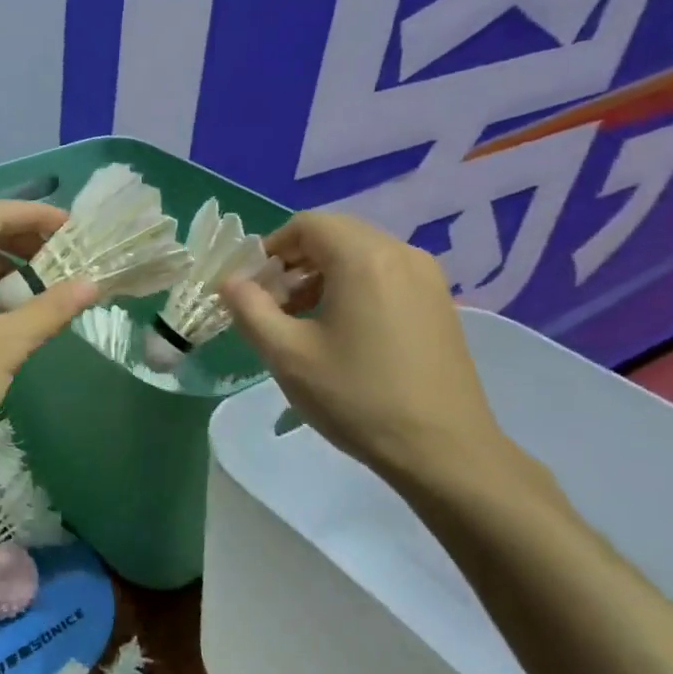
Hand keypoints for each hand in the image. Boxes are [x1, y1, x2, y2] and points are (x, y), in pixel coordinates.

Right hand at [219, 211, 510, 480]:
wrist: (442, 449)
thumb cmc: (357, 397)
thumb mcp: (287, 355)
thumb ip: (249, 309)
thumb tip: (230, 282)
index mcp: (363, 258)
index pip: (307, 224)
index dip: (271, 249)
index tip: (252, 288)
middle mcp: (401, 254)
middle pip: (336, 235)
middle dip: (295, 263)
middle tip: (272, 307)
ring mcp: (428, 278)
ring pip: (361, 255)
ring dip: (323, 277)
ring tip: (302, 323)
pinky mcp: (439, 303)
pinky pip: (386, 275)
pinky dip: (354, 288)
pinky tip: (343, 333)